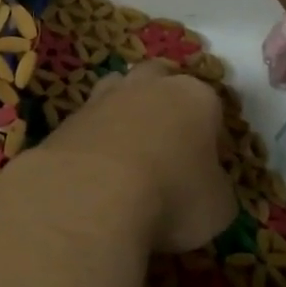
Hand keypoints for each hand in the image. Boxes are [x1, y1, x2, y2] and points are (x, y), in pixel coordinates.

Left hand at [37, 61, 233, 253]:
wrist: (91, 194)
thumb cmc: (172, 196)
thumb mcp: (218, 207)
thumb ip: (215, 187)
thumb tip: (207, 187)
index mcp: (195, 97)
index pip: (211, 105)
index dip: (211, 135)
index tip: (207, 164)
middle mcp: (148, 86)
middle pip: (159, 79)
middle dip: (164, 102)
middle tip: (167, 143)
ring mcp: (103, 97)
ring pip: (118, 90)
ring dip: (124, 112)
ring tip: (128, 151)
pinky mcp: (67, 118)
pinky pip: (89, 121)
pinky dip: (95, 138)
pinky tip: (96, 168)